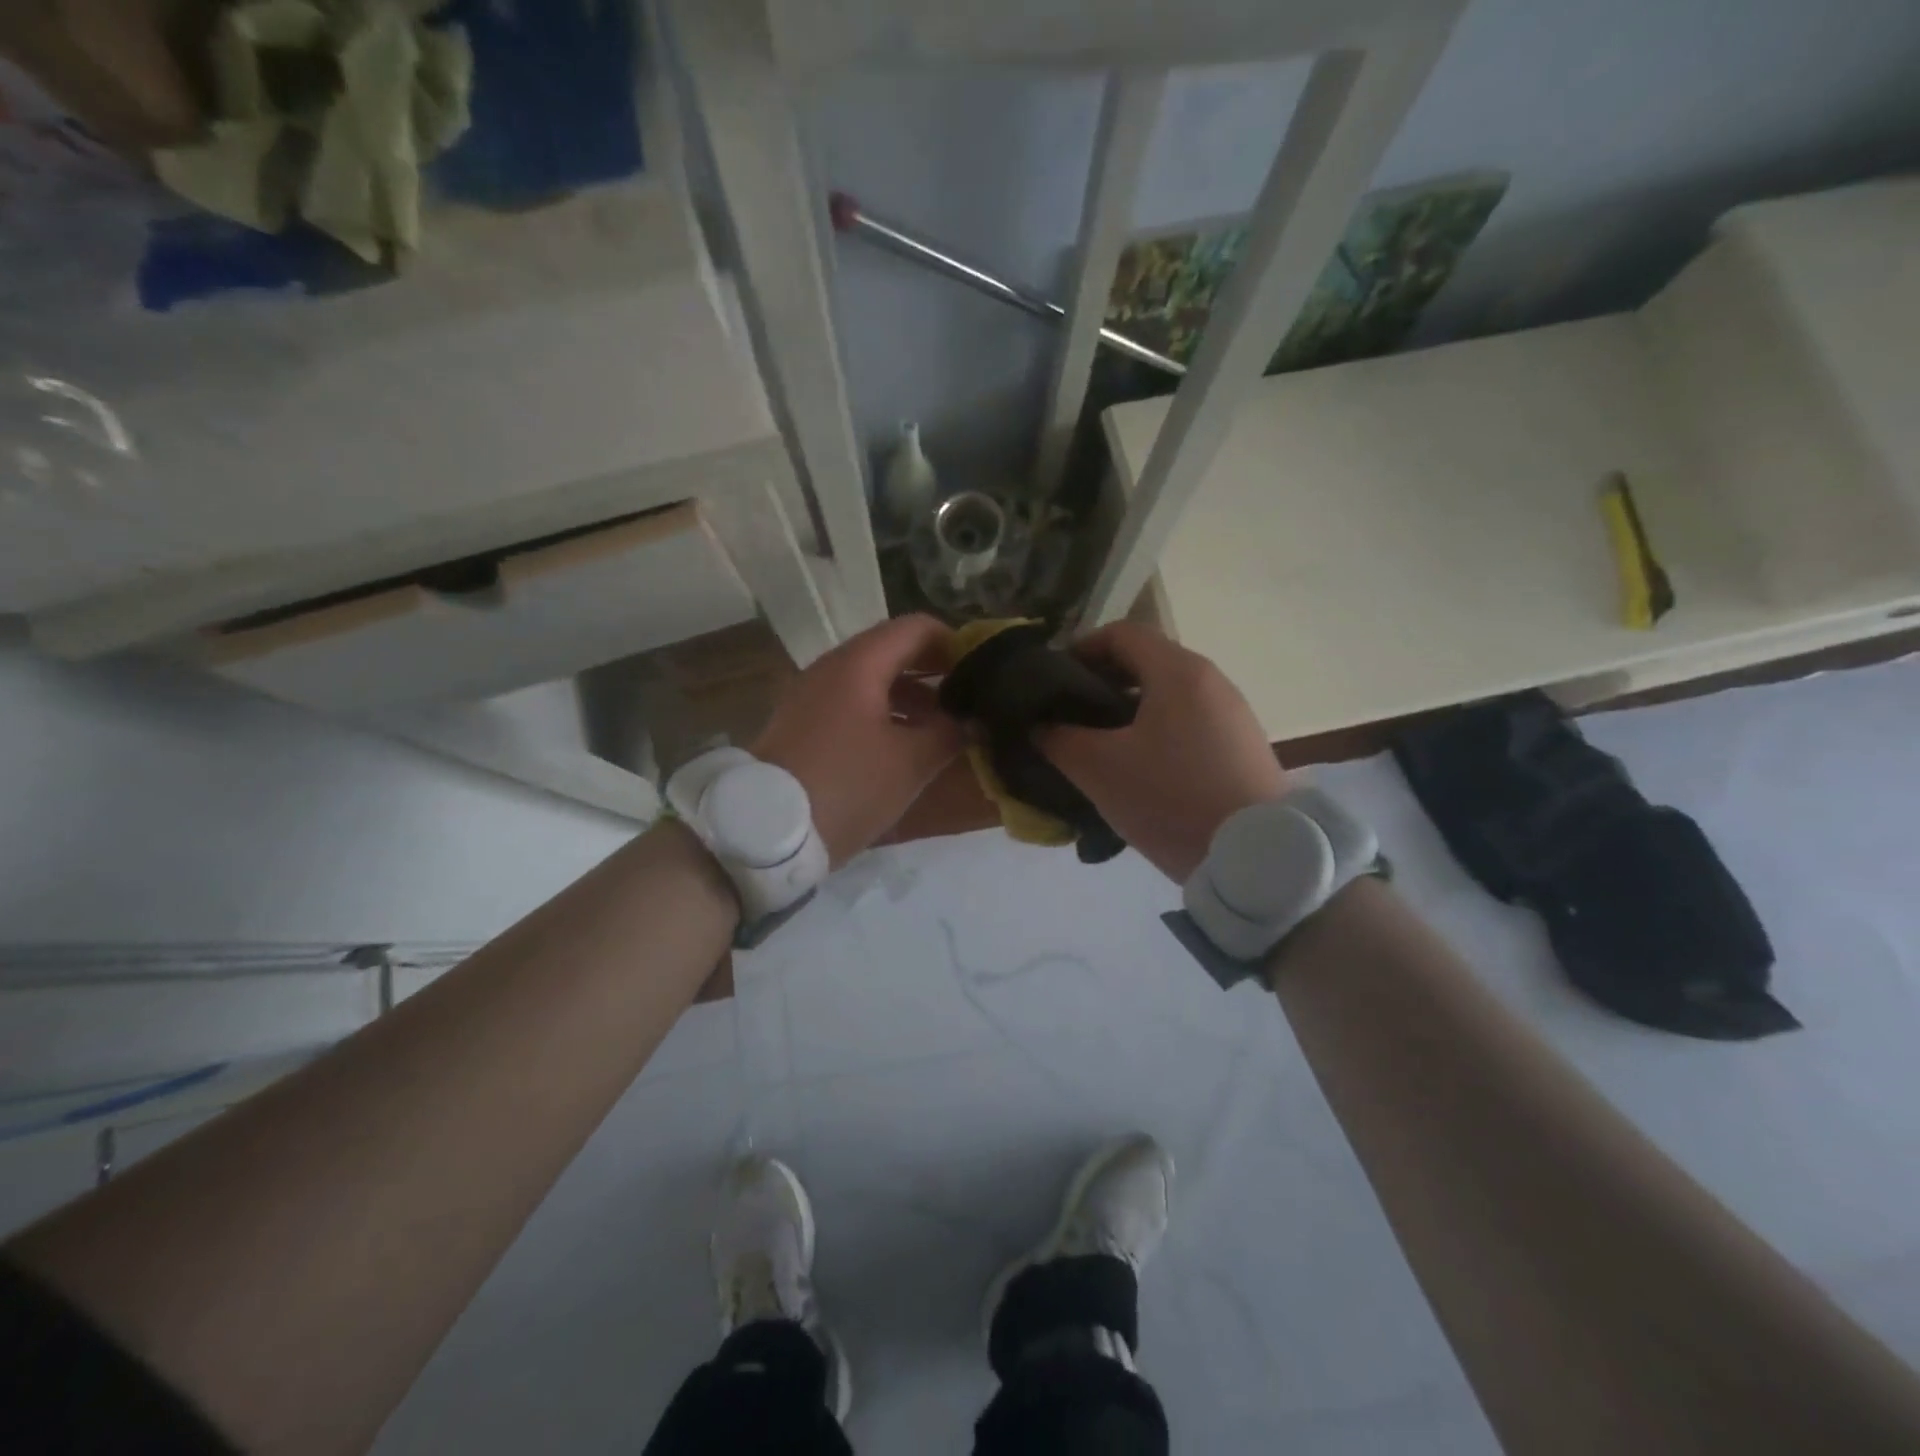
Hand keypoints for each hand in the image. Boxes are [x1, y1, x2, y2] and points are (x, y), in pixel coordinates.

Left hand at [754, 614, 965, 865]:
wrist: (765, 831)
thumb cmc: (847, 786)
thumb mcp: (911, 763)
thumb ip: (949, 732)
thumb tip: (972, 719)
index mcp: (859, 664)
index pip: (917, 628)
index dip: (955, 643)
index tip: (982, 674)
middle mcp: (831, 668)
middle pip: (893, 651)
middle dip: (934, 672)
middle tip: (967, 701)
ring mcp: (811, 695)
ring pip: (871, 680)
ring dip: (910, 697)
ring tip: (941, 728)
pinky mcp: (801, 724)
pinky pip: (851, 704)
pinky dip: (883, 713)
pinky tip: (902, 746)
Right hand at [1039, 622, 1287, 882]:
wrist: (1257, 858)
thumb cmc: (1171, 799)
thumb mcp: (1099, 769)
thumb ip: (1058, 738)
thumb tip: (1040, 724)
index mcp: (1178, 672)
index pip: (1121, 633)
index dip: (1080, 649)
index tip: (1055, 683)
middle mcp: (1211, 680)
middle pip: (1146, 662)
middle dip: (1101, 683)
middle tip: (1070, 718)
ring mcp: (1233, 713)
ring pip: (1168, 695)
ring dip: (1128, 711)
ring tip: (1101, 747)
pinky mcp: (1243, 746)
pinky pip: (1189, 722)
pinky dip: (1157, 731)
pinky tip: (1142, 770)